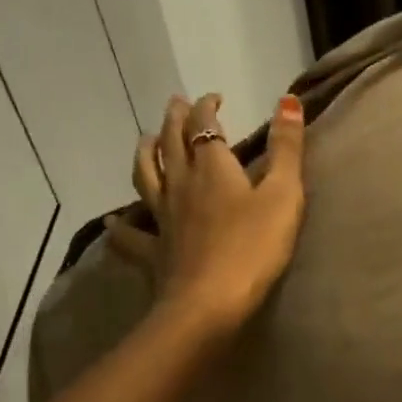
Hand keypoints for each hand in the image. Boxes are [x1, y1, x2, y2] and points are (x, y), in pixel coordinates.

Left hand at [128, 92, 306, 330]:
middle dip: (174, 119)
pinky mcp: (154, 252)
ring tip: (145, 140)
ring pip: (146, 177)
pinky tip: (113, 223)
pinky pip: (131, 236)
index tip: (214, 97)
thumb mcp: (283, 195)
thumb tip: (288, 99)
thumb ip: (287, 148)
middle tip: (175, 104)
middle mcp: (181, 185)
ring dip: (145, 153)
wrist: (209, 304)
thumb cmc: (254, 248)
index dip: (207, 106)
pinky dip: (120, 227)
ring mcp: (163, 219)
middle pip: (171, 144)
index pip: (204, 126)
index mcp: (213, 168)